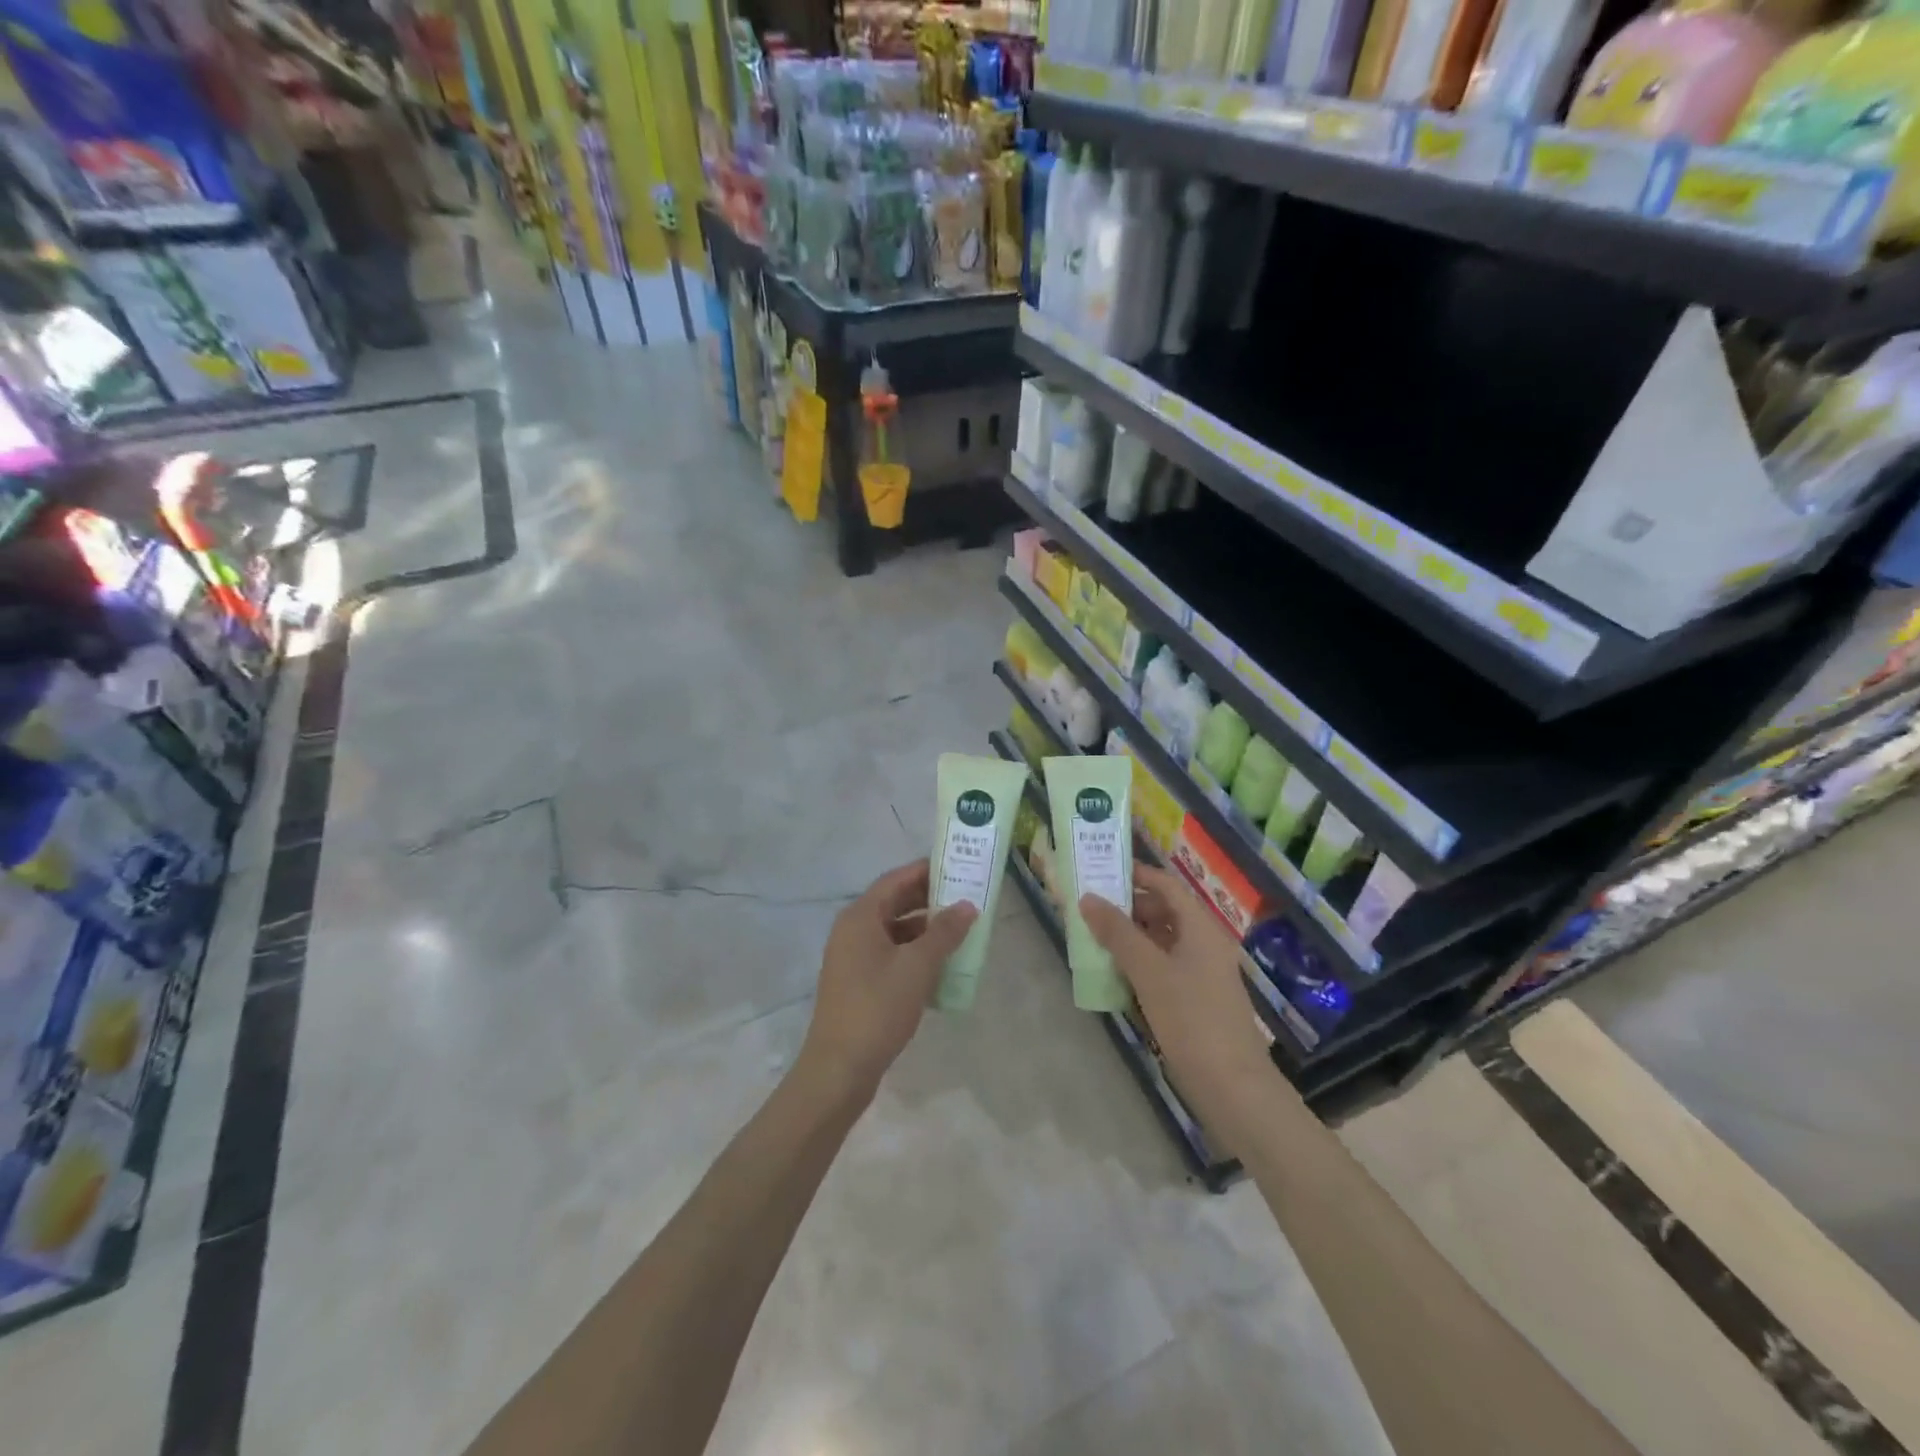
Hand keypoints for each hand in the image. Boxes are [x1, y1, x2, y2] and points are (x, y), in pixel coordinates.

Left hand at [799, 860, 976, 1100]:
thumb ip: (944, 932)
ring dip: (925, 929)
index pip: (896, 879)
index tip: (958, 868)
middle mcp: (852, 930)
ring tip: (960, 932)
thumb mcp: (918, 966)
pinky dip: (914, 953)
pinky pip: (889, 954)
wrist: (840, 1068)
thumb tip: (967, 906)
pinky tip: (940, 966)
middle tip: (966, 899)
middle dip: (929, 900)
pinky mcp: (857, 982)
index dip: (927, 871)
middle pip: (894, 902)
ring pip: (894, 930)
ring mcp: (852, 957)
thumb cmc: (878, 1007)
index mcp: (860, 917)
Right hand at [1079, 866, 1276, 1127]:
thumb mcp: (1149, 971)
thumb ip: (1117, 932)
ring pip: (1162, 940)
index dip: (1136, 875)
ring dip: (1131, 936)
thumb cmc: (1192, 1019)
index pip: (1166, 885)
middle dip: (1128, 907)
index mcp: (1201, 927)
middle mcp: (1205, 943)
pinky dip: (1140, 963)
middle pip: (1164, 911)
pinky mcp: (1196, 999)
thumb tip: (1087, 898)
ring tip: (1095, 939)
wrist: (1232, 1087)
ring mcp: (1202, 973)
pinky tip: (1116, 974)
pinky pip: (1164, 967)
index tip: (1100, 873)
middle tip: (1090, 909)